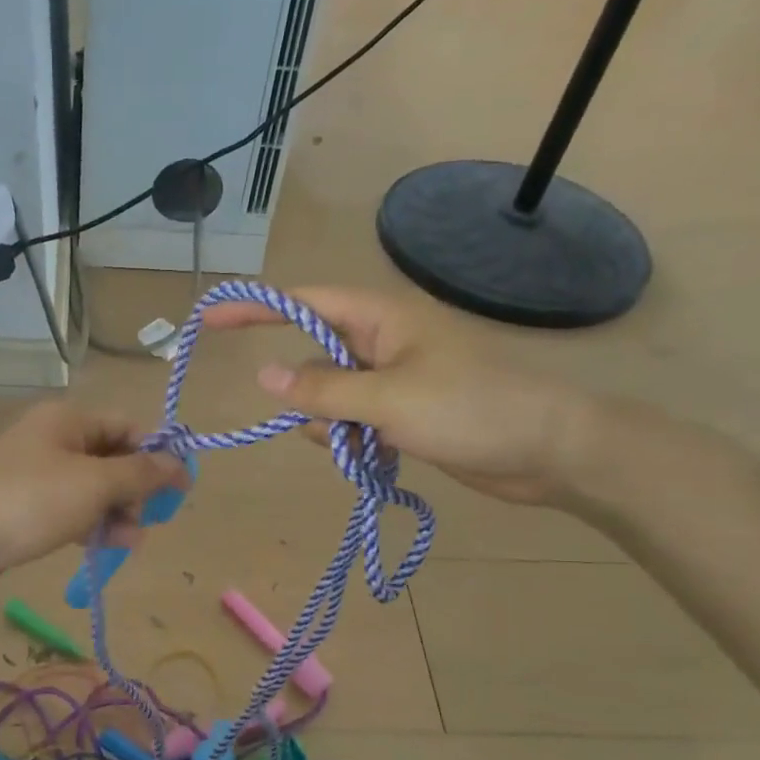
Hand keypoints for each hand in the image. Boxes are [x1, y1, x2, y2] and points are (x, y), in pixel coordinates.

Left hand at [0, 402, 188, 599]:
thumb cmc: (30, 501)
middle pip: (112, 457)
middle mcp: (54, 439)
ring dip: (118, 511)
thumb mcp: (95, 484)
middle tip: (151, 518)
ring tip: (131, 540)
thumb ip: (141, 473)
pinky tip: (109, 547)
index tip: (183, 487)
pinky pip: (72, 509)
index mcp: (69, 420)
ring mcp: (37, 474)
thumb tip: (179, 463)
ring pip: (94, 488)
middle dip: (137, 488)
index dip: (159, 454)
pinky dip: (92, 524)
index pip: (128, 427)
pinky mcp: (26, 506)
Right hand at [203, 286, 596, 506]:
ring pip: (330, 398)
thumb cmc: (471, 409)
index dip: (255, 308)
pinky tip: (377, 457)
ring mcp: (393, 379)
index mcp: (381, 317)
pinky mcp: (403, 412)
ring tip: (367, 446)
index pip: (303, 302)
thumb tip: (263, 376)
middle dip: (308, 395)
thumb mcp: (388, 399)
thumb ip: (321, 390)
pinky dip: (352, 440)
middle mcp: (382, 342)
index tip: (210, 319)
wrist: (549, 451)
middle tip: (332, 427)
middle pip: (314, 359)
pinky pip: (353, 421)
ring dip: (332, 426)